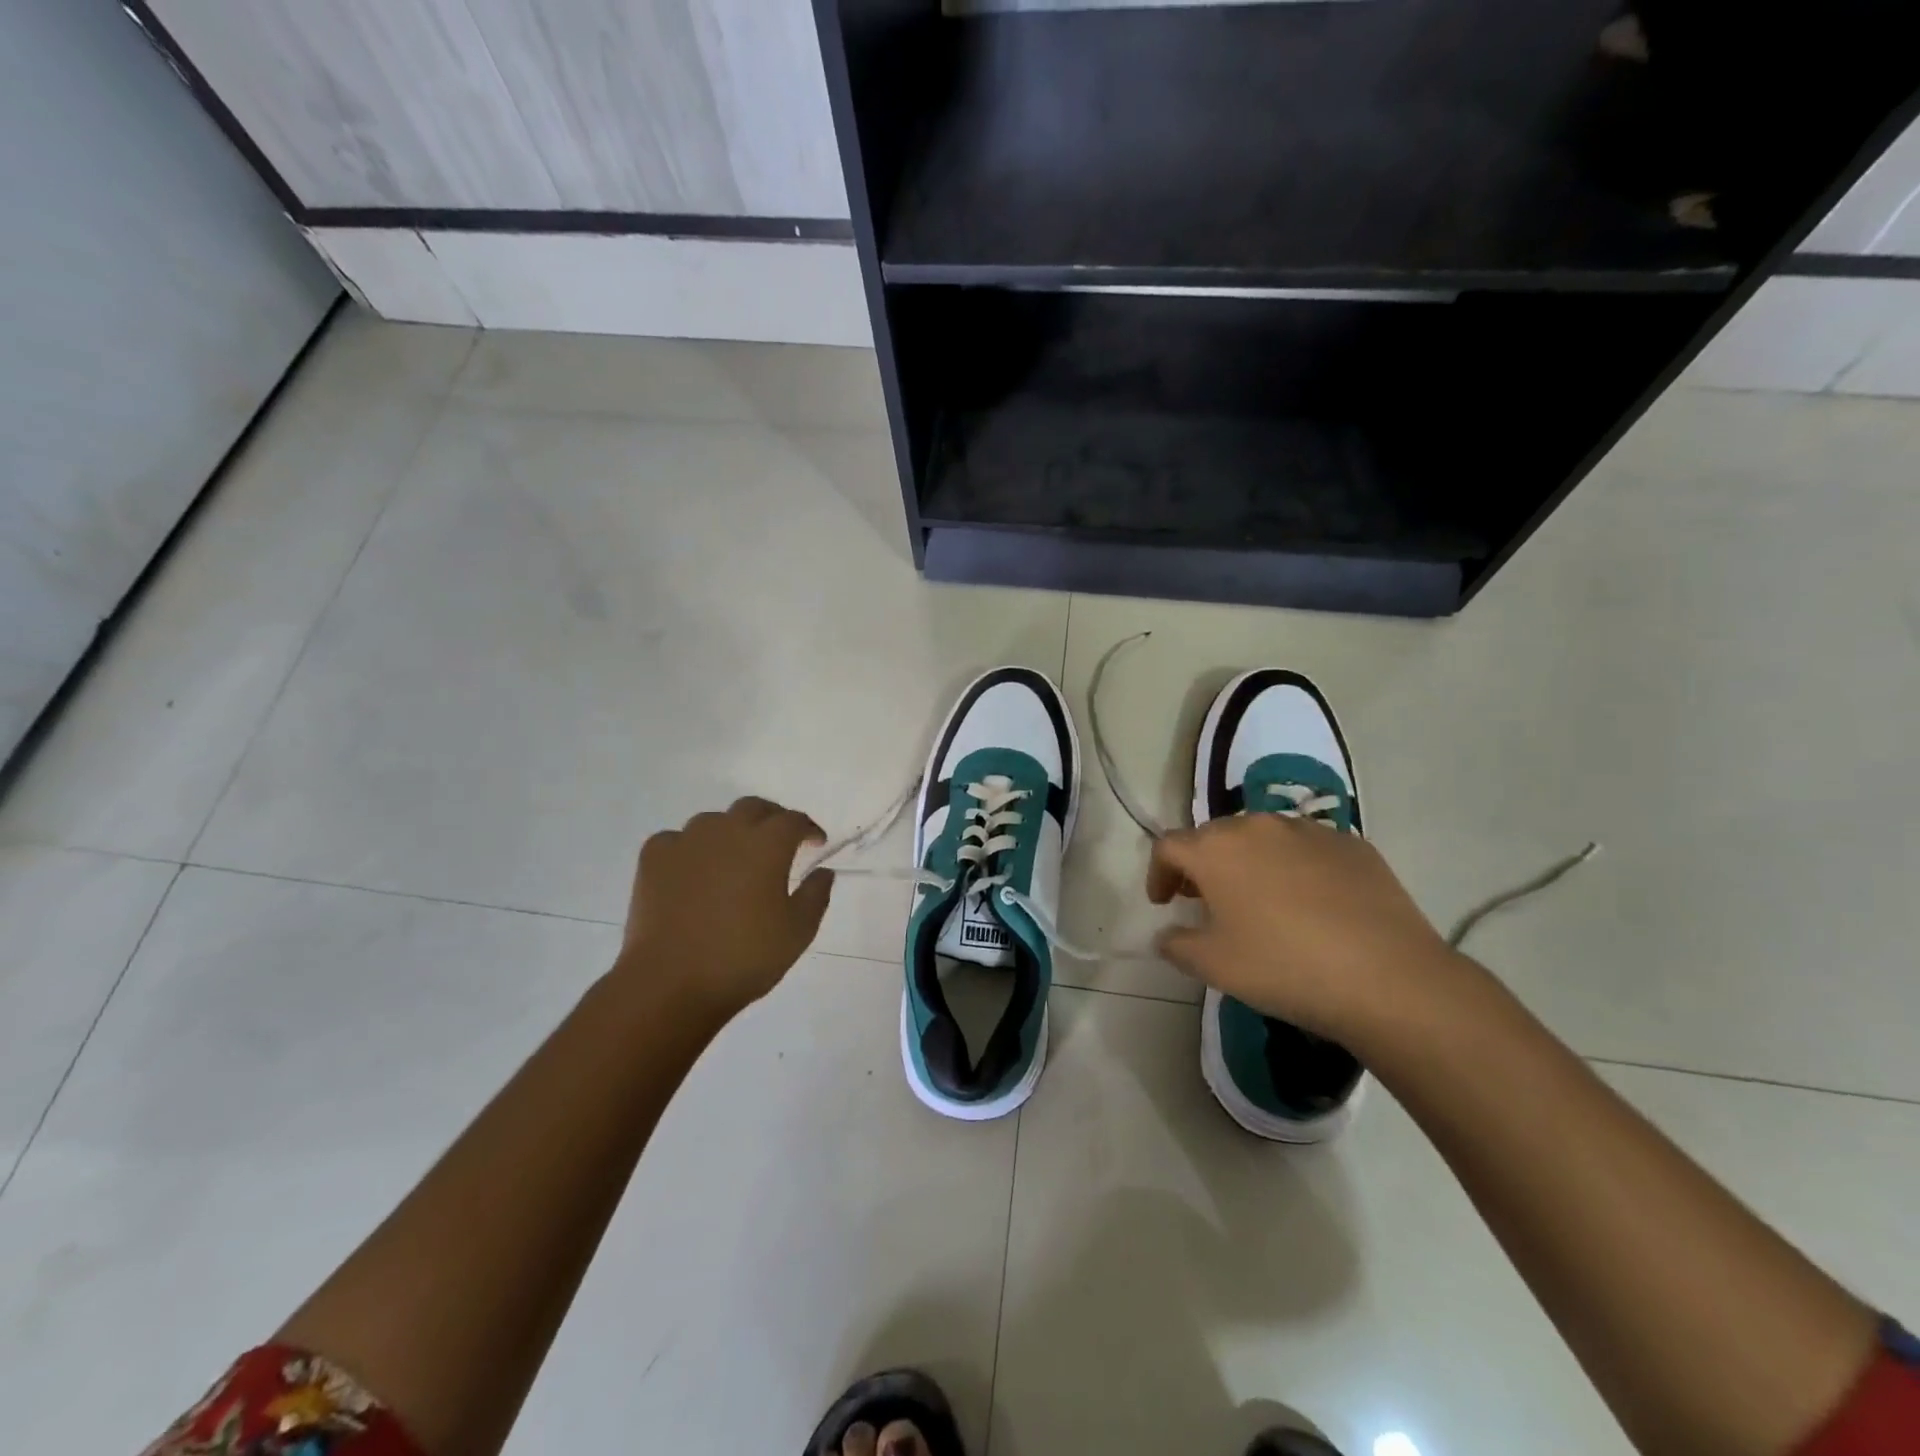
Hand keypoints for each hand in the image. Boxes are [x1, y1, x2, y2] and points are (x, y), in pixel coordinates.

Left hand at [619, 797, 832, 1017]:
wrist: (670, 983)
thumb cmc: (744, 958)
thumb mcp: (798, 932)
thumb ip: (816, 895)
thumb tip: (822, 871)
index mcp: (767, 844)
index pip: (794, 820)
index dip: (809, 829)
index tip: (815, 844)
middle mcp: (728, 830)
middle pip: (754, 808)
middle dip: (772, 819)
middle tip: (778, 843)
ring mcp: (686, 841)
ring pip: (714, 821)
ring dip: (730, 832)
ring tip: (734, 859)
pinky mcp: (654, 858)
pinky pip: (677, 840)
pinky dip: (690, 849)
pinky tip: (692, 871)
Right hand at [1146, 814, 1461, 1045]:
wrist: (1388, 978)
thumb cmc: (1283, 967)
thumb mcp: (1213, 966)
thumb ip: (1176, 944)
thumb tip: (1166, 935)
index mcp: (1216, 848)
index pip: (1169, 846)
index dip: (1158, 873)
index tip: (1163, 903)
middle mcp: (1257, 825)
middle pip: (1215, 836)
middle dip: (1202, 865)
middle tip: (1205, 901)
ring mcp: (1309, 830)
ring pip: (1263, 838)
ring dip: (1249, 862)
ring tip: (1259, 901)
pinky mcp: (1352, 844)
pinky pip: (1307, 849)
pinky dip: (1294, 868)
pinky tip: (1310, 905)